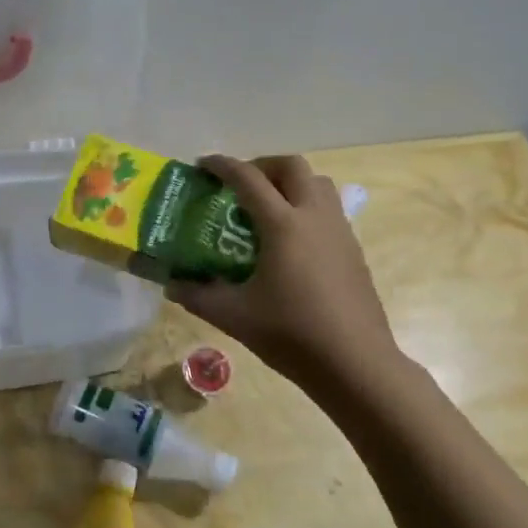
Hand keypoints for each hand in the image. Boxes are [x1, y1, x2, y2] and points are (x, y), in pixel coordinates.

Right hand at [166, 155, 399, 390]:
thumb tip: (172, 285)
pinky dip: (306, 206)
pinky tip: (292, 241)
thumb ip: (198, 296)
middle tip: (240, 185)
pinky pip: (329, 209)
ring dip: (290, 183)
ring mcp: (339, 230)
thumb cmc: (292, 334)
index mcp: (283, 224)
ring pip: (317, 183)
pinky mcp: (353, 249)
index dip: (222, 165)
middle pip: (291, 166)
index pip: (248, 178)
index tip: (203, 164)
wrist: (355, 362)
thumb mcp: (234, 316)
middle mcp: (314, 216)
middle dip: (262, 166)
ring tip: (267, 208)